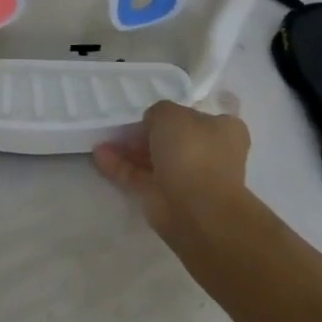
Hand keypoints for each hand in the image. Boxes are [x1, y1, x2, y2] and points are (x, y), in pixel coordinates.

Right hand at [93, 98, 250, 240]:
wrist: (198, 211)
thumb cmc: (192, 152)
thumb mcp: (171, 114)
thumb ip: (159, 111)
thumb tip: (152, 122)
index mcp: (222, 130)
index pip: (196, 116)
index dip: (173, 112)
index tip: (151, 110)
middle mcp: (207, 153)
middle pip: (171, 138)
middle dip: (145, 132)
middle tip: (120, 125)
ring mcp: (186, 177)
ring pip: (153, 158)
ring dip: (128, 149)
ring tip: (103, 139)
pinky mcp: (164, 197)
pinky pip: (139, 176)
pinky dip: (120, 166)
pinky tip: (99, 155)